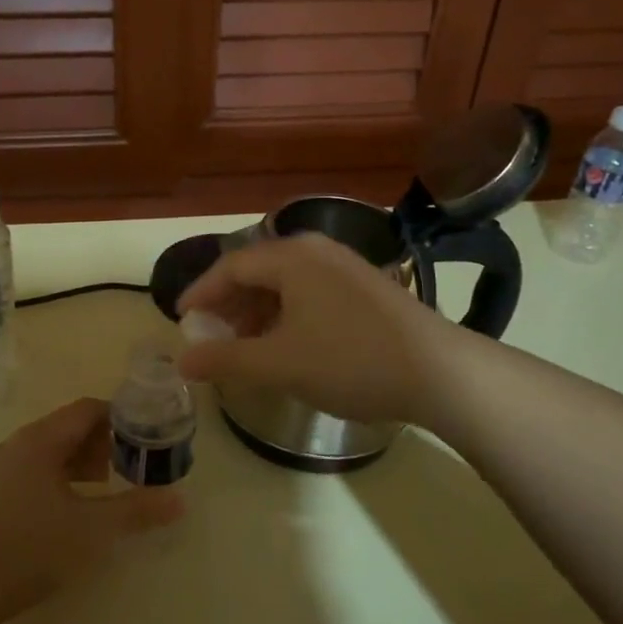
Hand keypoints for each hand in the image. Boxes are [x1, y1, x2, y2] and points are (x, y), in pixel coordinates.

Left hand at [0, 398, 184, 623]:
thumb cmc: (32, 547)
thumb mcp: (93, 529)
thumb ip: (137, 510)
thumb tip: (179, 500)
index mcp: (41, 440)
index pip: (87, 409)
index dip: (120, 416)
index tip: (147, 434)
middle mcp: (18, 444)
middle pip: (68, 428)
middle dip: (103, 442)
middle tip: (132, 465)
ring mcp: (0, 469)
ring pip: (50, 451)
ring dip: (81, 462)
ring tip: (106, 487)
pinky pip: (34, 470)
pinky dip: (60, 478)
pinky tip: (71, 509)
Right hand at [176, 233, 442, 423]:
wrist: (441, 372)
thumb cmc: (349, 360)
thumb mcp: (278, 363)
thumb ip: (225, 359)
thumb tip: (182, 361)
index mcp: (290, 257)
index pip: (230, 266)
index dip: (200, 293)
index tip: (181, 319)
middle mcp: (316, 250)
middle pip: (257, 270)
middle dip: (229, 304)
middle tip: (211, 336)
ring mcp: (345, 266)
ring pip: (284, 283)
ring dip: (257, 311)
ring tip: (246, 346)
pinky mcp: (365, 287)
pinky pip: (309, 292)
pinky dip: (286, 314)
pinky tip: (288, 345)